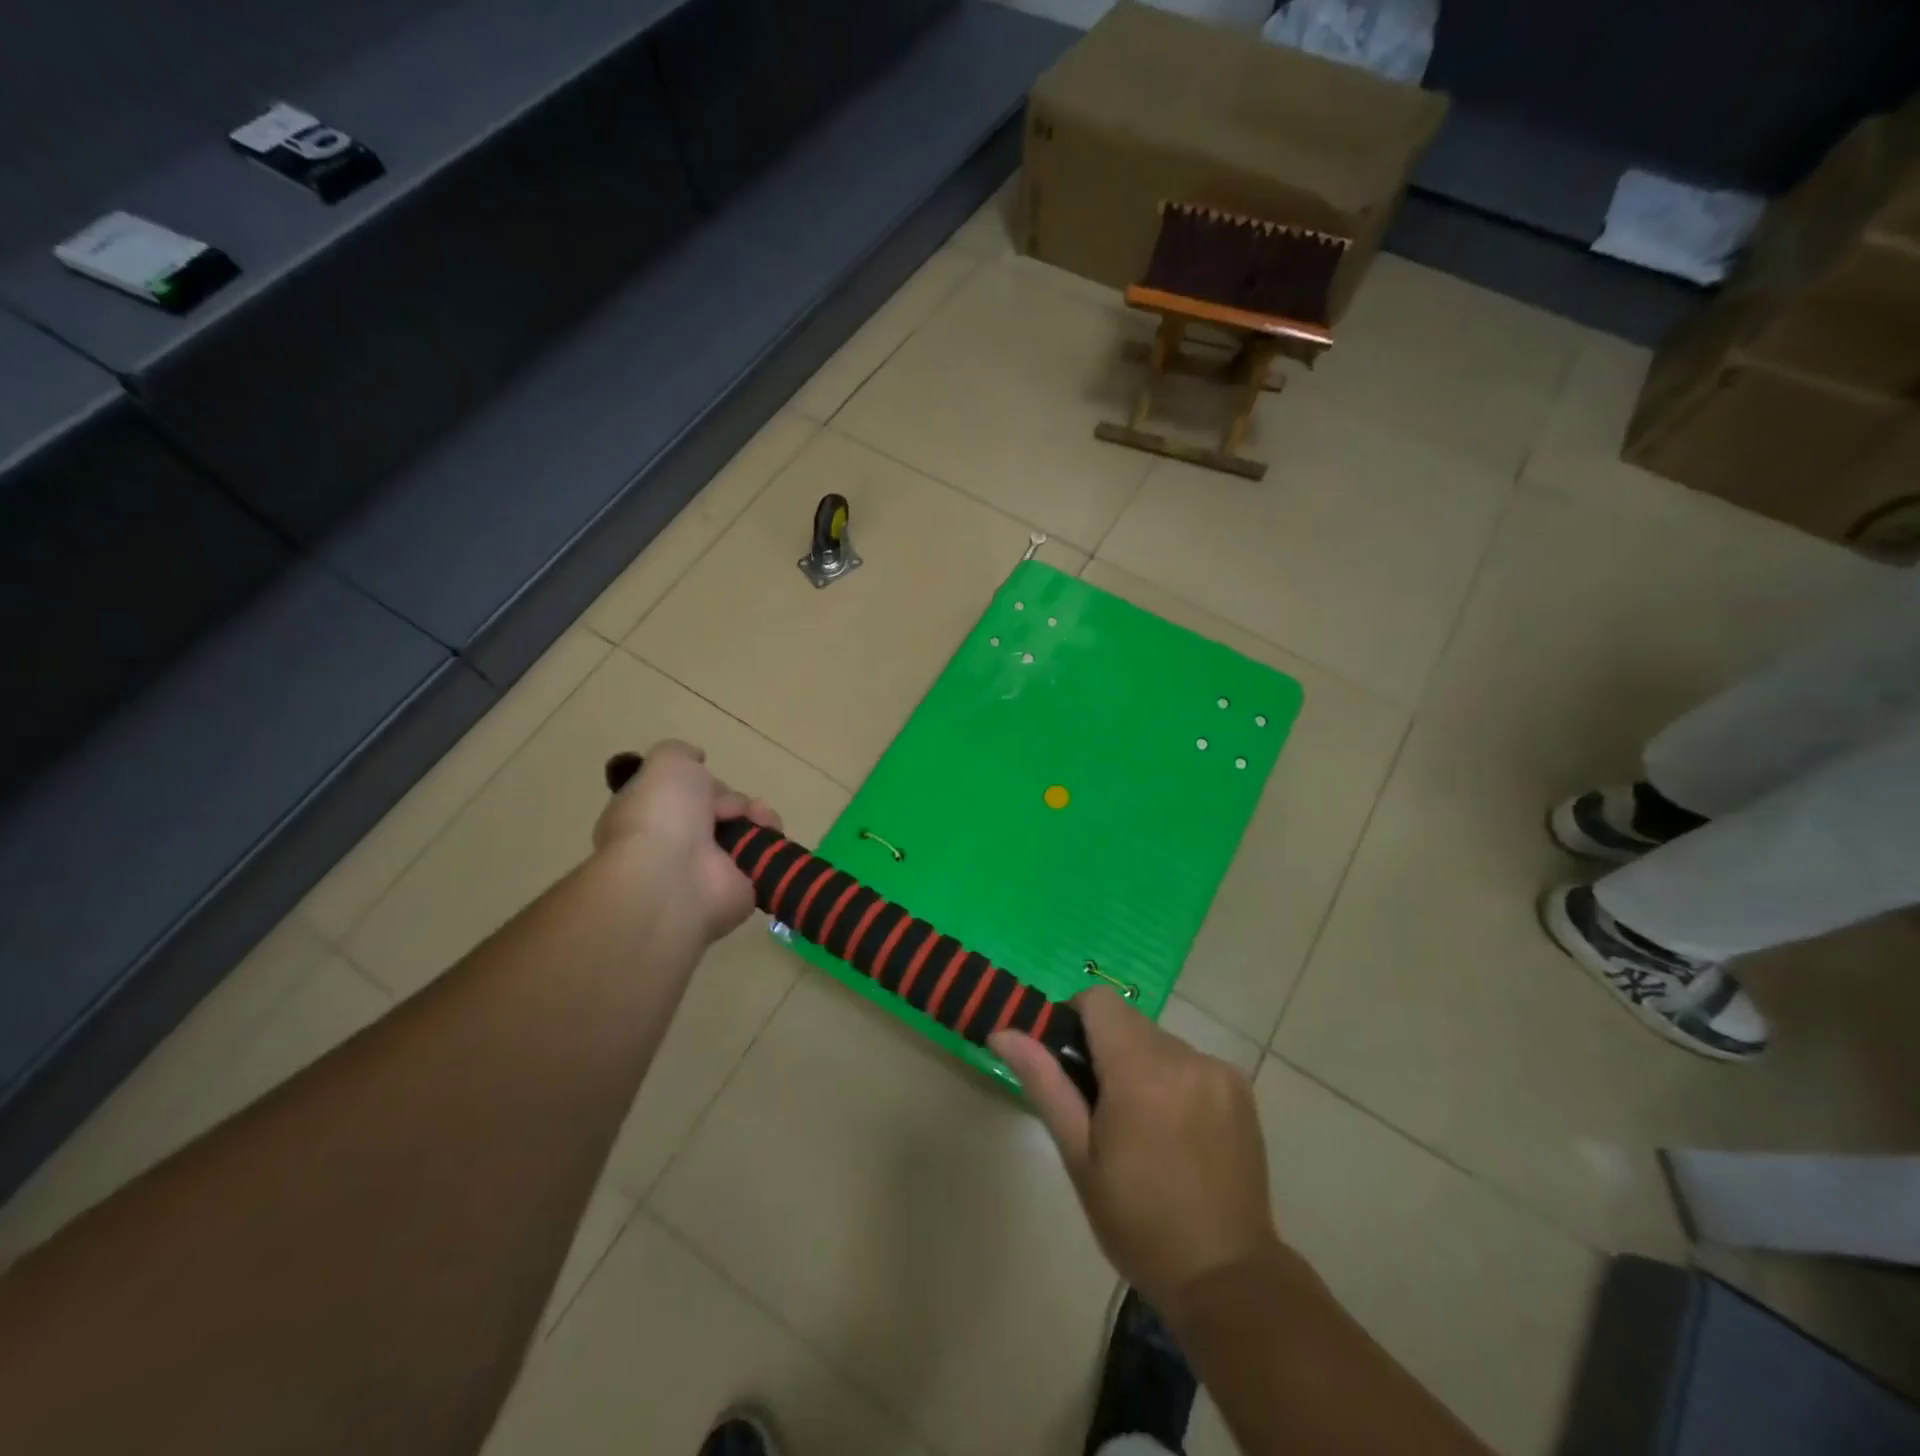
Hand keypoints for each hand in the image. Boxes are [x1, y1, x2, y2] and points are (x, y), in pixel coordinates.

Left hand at [593, 740, 781, 943]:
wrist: (676, 878)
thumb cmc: (663, 815)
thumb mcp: (666, 763)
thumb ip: (679, 752)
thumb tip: (696, 759)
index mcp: (649, 816)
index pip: (681, 795)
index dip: (698, 782)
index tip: (704, 776)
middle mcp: (674, 844)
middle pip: (716, 811)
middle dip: (732, 800)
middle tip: (734, 807)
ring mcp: (706, 870)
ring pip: (742, 832)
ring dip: (757, 817)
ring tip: (760, 819)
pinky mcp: (738, 889)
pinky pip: (762, 858)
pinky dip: (771, 843)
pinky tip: (769, 834)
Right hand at [991, 990, 1278, 1319]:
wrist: (1226, 1277)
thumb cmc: (1137, 1221)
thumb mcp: (1079, 1155)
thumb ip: (1044, 1082)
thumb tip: (1002, 1032)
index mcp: (1139, 1071)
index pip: (1098, 1001)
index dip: (1076, 1018)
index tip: (1071, 1063)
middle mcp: (1184, 1056)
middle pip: (1129, 1022)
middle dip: (1109, 1050)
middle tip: (1103, 1109)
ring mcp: (1218, 1070)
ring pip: (1160, 1041)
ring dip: (1143, 1065)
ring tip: (1144, 1127)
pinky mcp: (1241, 1087)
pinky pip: (1192, 1061)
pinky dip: (1175, 1079)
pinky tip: (1178, 1131)